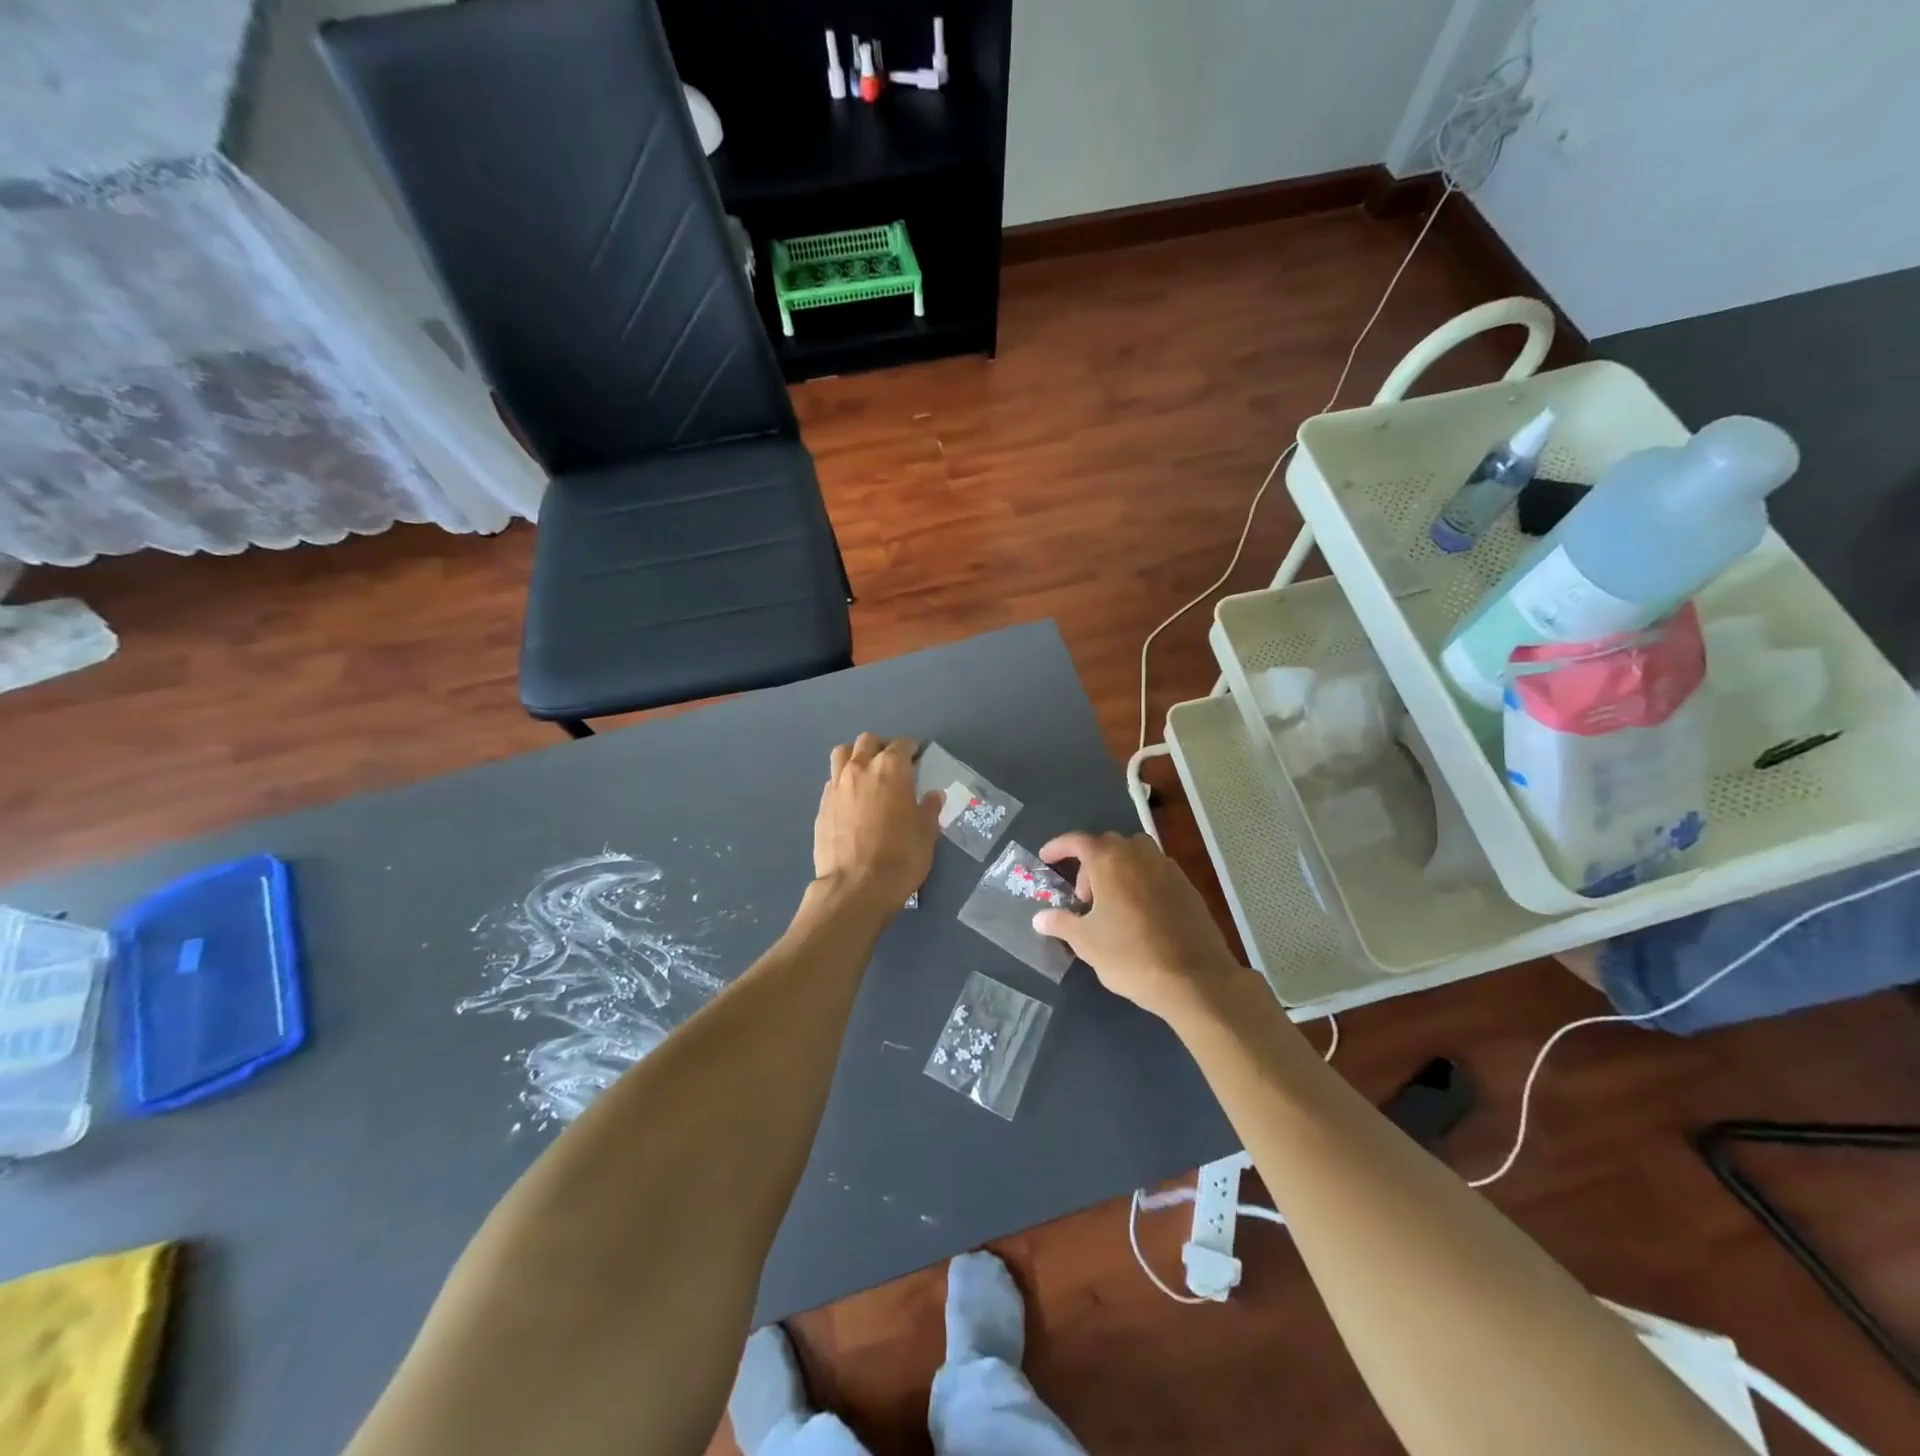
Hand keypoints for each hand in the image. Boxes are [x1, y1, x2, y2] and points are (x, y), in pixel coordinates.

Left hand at [813, 734, 942, 913]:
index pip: (902, 744)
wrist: (855, 888)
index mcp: (890, 769)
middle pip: (868, 741)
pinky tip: (852, 800)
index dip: (911, 749)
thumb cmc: (900, 858)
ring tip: (867, 774)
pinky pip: (832, 781)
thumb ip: (929, 809)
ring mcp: (836, 786)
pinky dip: (843, 782)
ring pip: (842, 754)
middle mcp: (860, 769)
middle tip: (892, 764)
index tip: (917, 758)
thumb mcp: (926, 834)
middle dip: (881, 747)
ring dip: (856, 756)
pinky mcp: (822, 806)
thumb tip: (933, 796)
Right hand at [1032, 832, 1249, 1022]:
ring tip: (1111, 904)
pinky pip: (1155, 872)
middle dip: (1090, 864)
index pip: (1078, 841)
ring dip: (1117, 869)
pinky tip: (1138, 914)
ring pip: (1135, 855)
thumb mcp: (1086, 943)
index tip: (1046, 858)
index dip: (1059, 847)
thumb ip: (1061, 923)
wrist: (1196, 979)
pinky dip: (1140, 881)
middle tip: (1082, 898)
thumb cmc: (1131, 956)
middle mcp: (1139, 854)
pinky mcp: (1188, 887)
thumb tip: (1040, 918)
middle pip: (1108, 845)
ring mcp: (1167, 868)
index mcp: (1110, 860)